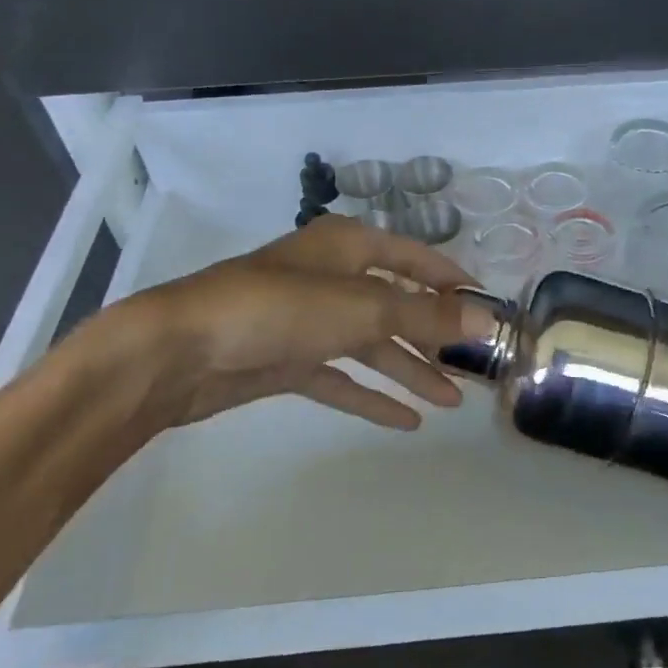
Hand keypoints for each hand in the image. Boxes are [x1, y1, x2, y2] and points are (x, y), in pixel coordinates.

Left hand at [78, 216, 490, 432]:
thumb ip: (425, 315)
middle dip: (434, 334)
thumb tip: (487, 319)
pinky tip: (405, 421)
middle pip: (396, 304)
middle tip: (475, 364)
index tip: (487, 306)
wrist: (180, 351)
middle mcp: (332, 277)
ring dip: (410, 370)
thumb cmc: (280, 309)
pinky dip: (371, 396)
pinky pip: (341, 377)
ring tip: (453, 400)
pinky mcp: (287, 360)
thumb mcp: (363, 307)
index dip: (451, 279)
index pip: (414, 257)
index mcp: (349, 246)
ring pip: (372, 344)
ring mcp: (308, 320)